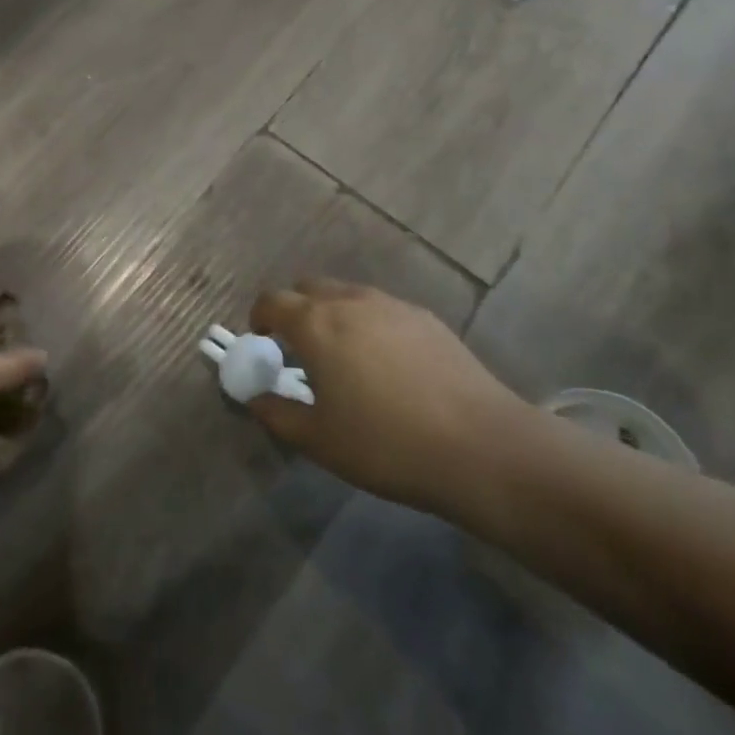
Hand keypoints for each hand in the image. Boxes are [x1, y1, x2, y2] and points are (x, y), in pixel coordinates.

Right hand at [246, 279, 527, 513]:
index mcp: (315, 324)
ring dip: (333, 314)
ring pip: (347, 294)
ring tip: (345, 357)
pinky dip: (370, 324)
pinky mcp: (425, 317)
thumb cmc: (386, 444)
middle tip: (300, 348)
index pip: (271, 300)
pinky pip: (382, 309)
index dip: (260, 317)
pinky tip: (388, 365)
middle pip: (308, 288)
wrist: (480, 446)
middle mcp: (349, 301)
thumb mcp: (319, 440)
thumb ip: (277, 414)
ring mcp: (391, 305)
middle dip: (295, 310)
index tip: (262, 342)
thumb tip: (254, 398)